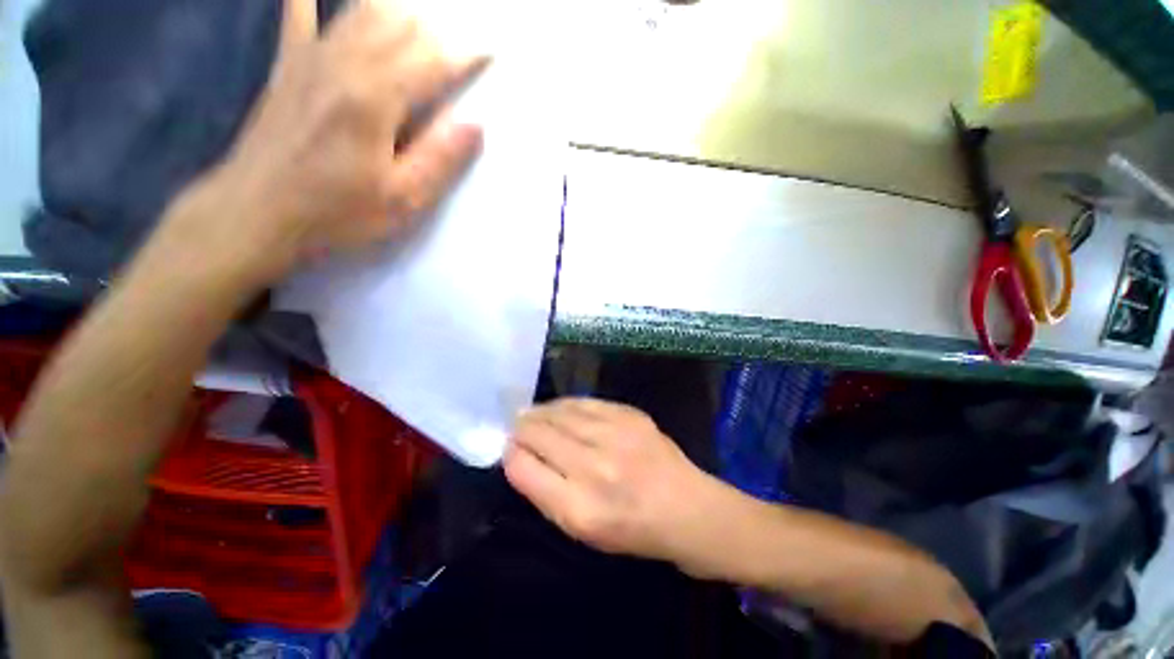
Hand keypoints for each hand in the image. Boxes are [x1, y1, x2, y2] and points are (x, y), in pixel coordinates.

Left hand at [167, 0, 486, 282]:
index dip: (466, 54)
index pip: (432, 61)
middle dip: (437, 29)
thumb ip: (439, 158)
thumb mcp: (402, 199)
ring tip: (421, 19)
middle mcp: (343, 63)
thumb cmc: (336, 212)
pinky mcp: (287, 66)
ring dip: (398, 9)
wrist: (256, 211)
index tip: (490, 51)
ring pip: (361, 10)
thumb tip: (475, 124)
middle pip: (399, 23)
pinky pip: (298, 14)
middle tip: (460, 44)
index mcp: (375, 99)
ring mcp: (310, 58)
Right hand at [504, 399, 727, 572]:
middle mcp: (594, 466)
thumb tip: (520, 456)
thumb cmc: (633, 530)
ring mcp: (615, 434)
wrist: (688, 509)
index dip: (510, 454)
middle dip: (521, 428)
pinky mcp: (629, 414)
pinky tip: (559, 408)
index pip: (522, 467)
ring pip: (558, 412)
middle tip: (516, 426)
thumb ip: (547, 494)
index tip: (510, 449)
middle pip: (538, 433)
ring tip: (532, 414)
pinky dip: (565, 404)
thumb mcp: (583, 531)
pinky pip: (584, 401)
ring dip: (540, 412)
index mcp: (578, 508)